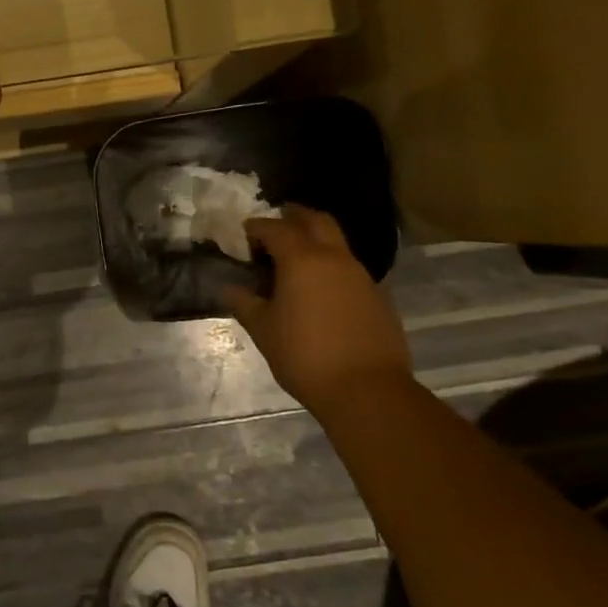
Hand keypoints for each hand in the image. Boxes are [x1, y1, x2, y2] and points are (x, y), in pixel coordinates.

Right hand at [224, 206, 411, 417]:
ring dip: (317, 241)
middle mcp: (334, 259)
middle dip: (296, 216)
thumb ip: (244, 303)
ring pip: (337, 243)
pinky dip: (332, 267)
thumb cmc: (305, 355)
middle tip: (278, 220)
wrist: (367, 390)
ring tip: (297, 258)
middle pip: (317, 221)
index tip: (245, 233)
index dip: (258, 227)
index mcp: (302, 260)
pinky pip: (350, 269)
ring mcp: (361, 276)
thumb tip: (229, 287)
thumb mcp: (263, 330)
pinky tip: (321, 290)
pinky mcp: (378, 297)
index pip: (276, 228)